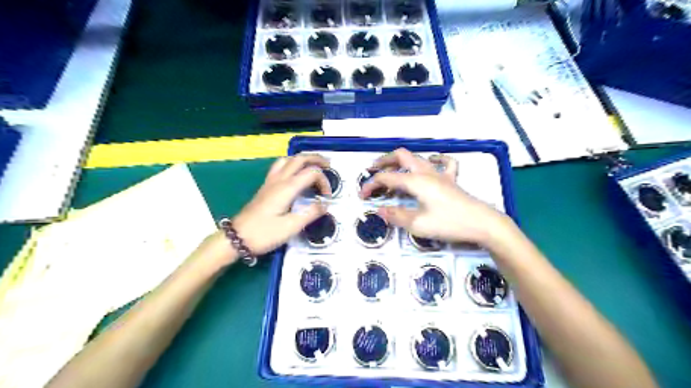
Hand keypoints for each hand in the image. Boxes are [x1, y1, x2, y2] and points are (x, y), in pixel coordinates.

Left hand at [229, 154, 330, 255]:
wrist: (236, 238)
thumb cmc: (264, 234)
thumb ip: (311, 213)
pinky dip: (292, 165)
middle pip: (299, 159)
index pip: (311, 173)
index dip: (324, 182)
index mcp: (287, 188)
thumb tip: (325, 204)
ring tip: (313, 167)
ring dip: (303, 159)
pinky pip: (280, 167)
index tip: (327, 198)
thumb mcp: (291, 227)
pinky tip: (296, 175)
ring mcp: (270, 182)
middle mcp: (279, 180)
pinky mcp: (265, 188)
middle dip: (316, 159)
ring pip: (288, 160)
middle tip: (329, 166)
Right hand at [358, 148, 509, 245]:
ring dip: (402, 160)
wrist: (482, 223)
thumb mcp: (418, 225)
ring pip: (418, 157)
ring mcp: (441, 174)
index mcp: (416, 181)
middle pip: (401, 156)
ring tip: (393, 167)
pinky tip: (431, 162)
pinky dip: (435, 159)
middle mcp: (426, 172)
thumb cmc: (449, 223)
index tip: (362, 196)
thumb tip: (379, 210)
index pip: (387, 178)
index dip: (371, 185)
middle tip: (373, 169)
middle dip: (384, 161)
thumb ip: (396, 216)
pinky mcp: (452, 179)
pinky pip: (445, 163)